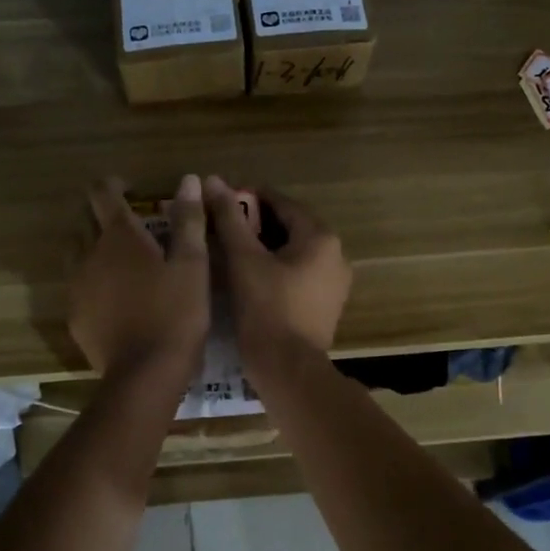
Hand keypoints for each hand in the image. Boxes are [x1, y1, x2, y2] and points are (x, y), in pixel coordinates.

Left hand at [68, 175, 209, 378]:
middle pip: (83, 221)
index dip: (113, 185)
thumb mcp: (193, 264)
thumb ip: (188, 220)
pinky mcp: (74, 315)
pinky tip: (114, 297)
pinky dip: (92, 280)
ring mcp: (77, 286)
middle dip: (101, 215)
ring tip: (119, 259)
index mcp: (119, 236)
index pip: (102, 193)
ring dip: (92, 246)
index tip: (129, 189)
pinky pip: (78, 286)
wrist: (145, 373)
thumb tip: (189, 180)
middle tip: (129, 224)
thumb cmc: (176, 313)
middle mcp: (89, 254)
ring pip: (76, 253)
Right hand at [204, 176, 350, 371]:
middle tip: (222, 226)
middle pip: (291, 227)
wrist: (289, 370)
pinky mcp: (327, 305)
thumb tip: (213, 180)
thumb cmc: (266, 310)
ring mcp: (335, 283)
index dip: (250, 198)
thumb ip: (229, 218)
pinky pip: (300, 274)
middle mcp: (336, 255)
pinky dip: (277, 269)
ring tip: (231, 250)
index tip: (221, 200)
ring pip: (295, 252)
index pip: (282, 203)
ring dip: (265, 247)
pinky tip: (251, 277)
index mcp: (321, 237)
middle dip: (257, 224)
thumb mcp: (243, 260)